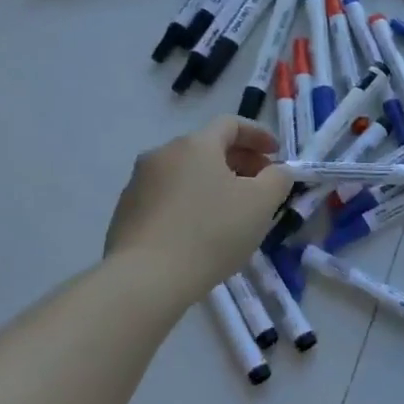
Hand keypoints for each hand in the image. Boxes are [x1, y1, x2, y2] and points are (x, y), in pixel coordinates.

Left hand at [105, 117, 294, 296]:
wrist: (145, 279)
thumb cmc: (210, 233)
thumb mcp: (261, 204)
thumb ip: (278, 179)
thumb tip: (276, 171)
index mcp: (195, 144)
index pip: (230, 124)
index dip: (258, 135)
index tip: (276, 155)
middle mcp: (162, 154)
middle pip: (207, 148)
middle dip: (239, 162)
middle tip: (260, 186)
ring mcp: (138, 183)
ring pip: (186, 173)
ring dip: (213, 183)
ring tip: (231, 212)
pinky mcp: (125, 212)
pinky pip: (167, 197)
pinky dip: (189, 203)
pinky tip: (200, 232)